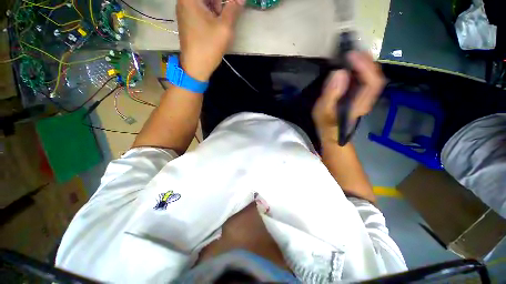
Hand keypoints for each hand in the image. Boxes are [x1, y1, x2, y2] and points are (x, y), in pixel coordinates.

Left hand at [177, 0, 244, 81]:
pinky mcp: (187, 21)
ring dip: (215, 7)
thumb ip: (233, 9)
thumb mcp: (224, 27)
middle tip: (227, 13)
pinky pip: (199, 10)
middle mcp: (184, 1)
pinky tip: (215, 25)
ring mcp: (184, 11)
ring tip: (221, 22)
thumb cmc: (209, 47)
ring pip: (203, 2)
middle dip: (219, 3)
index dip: (224, 2)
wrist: (196, 67)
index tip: (232, 6)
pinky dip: (209, 13)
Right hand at [312, 51, 385, 143]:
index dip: (364, 66)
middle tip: (352, 49)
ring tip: (352, 52)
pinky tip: (352, 63)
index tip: (350, 55)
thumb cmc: (326, 124)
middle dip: (366, 60)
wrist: (331, 133)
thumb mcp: (323, 111)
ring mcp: (365, 96)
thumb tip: (339, 72)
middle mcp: (367, 98)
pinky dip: (361, 67)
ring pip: (373, 75)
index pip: (371, 82)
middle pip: (376, 76)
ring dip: (365, 62)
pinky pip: (366, 78)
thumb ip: (331, 94)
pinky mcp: (360, 94)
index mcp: (359, 104)